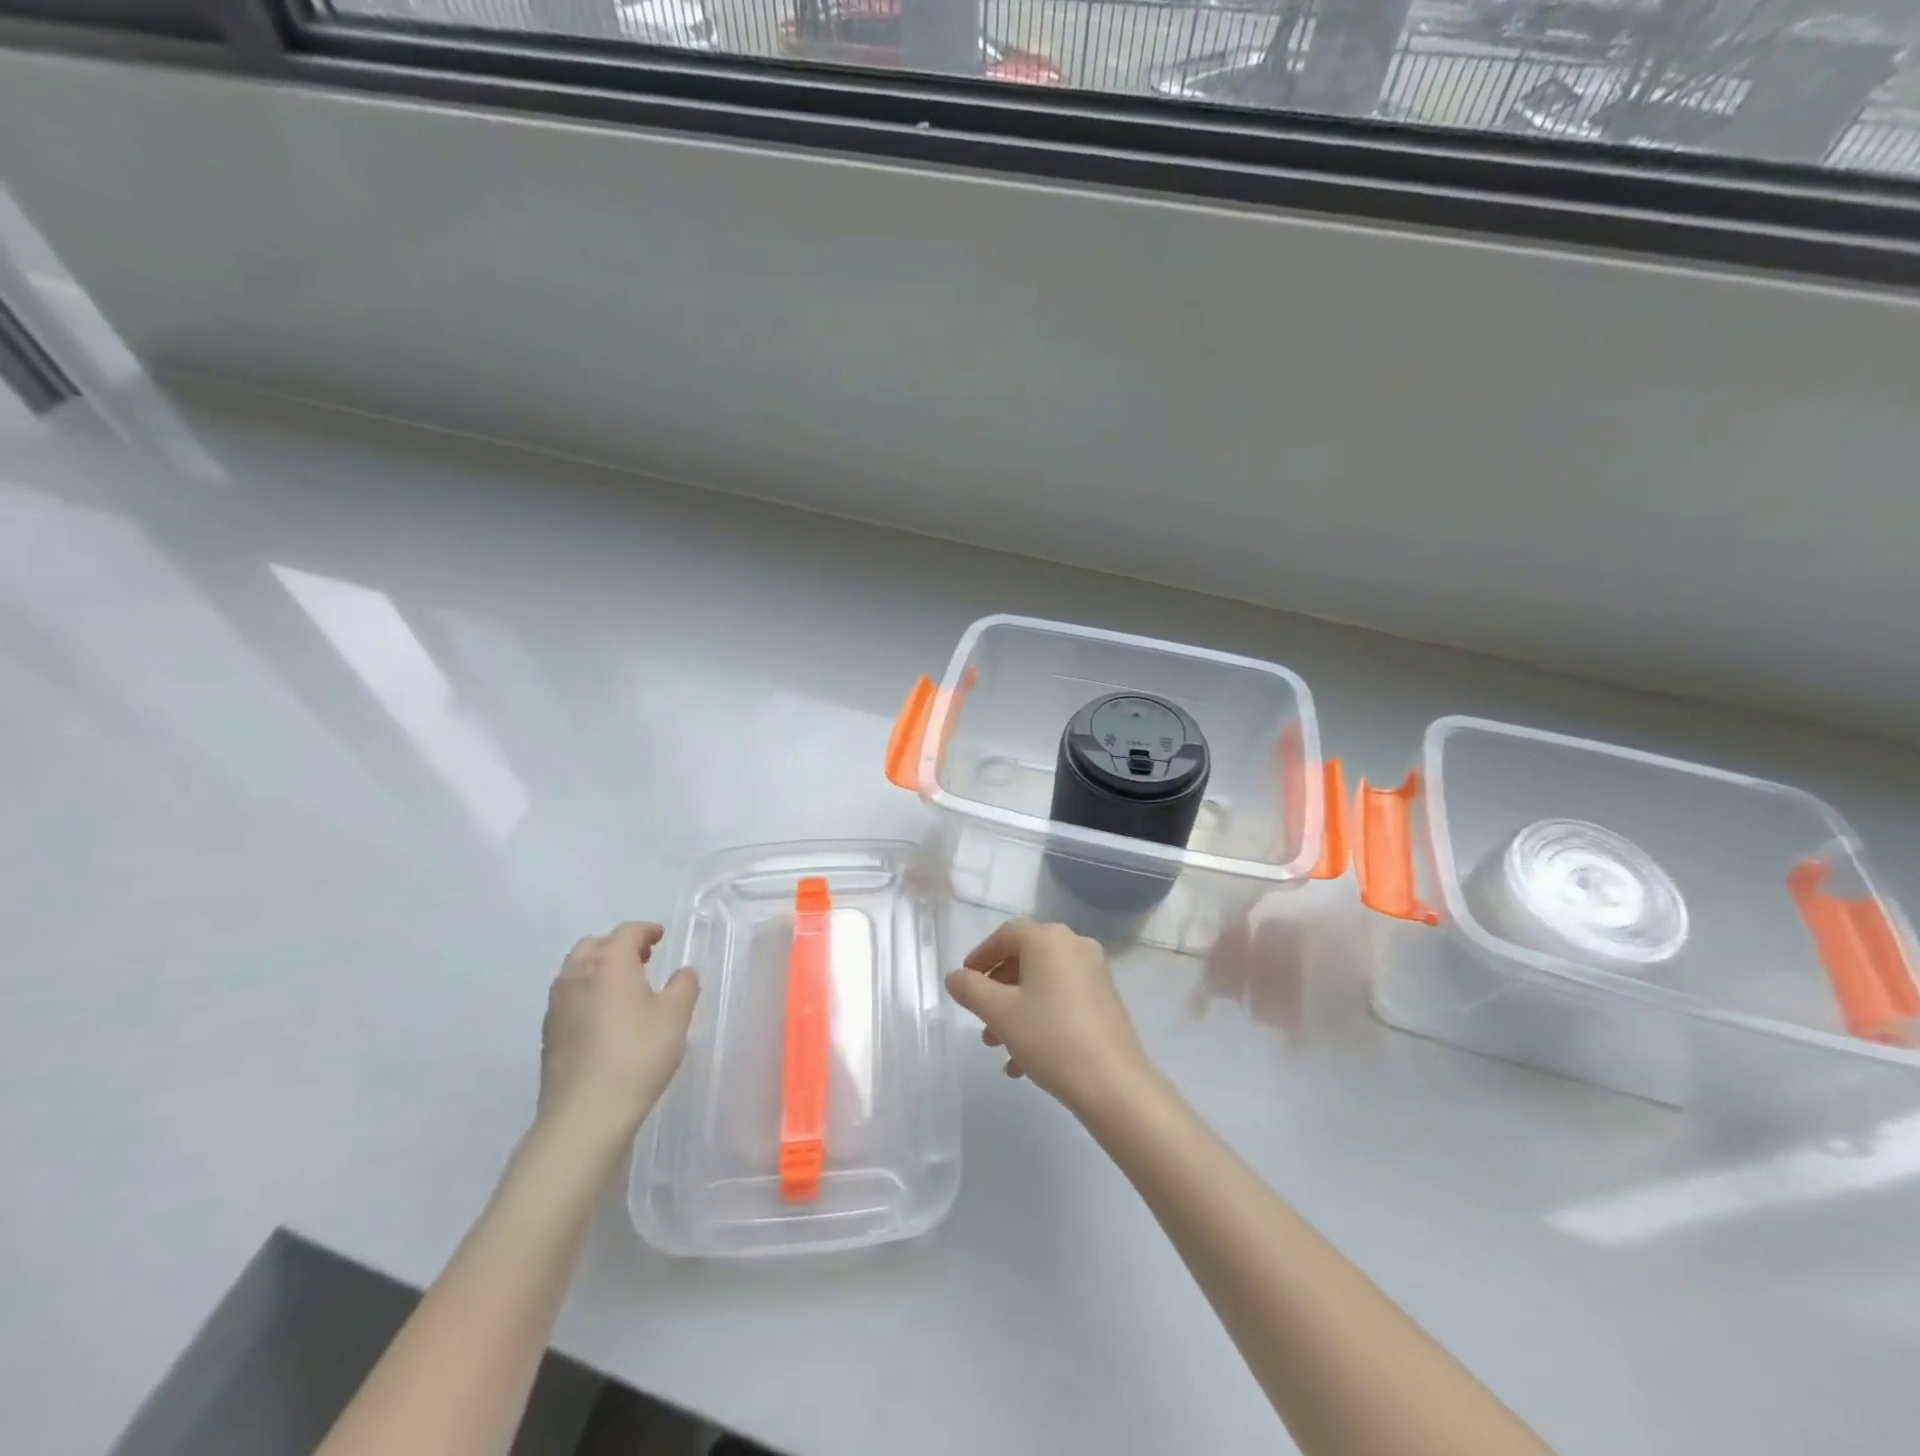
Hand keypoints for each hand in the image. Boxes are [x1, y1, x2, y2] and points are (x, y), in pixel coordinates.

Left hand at [538, 922, 698, 1148]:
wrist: (585, 1113)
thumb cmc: (638, 1053)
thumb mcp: (676, 1015)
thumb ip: (684, 986)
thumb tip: (683, 972)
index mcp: (609, 962)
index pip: (626, 932)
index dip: (646, 930)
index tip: (660, 936)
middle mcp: (577, 975)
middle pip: (594, 945)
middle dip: (618, 946)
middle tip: (643, 958)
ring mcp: (557, 1006)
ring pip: (576, 971)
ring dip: (599, 969)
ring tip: (624, 987)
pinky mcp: (549, 1034)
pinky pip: (569, 998)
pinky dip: (587, 995)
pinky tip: (605, 1018)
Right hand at [945, 919, 1152, 1119]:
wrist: (1113, 1083)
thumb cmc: (1050, 1036)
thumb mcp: (999, 1013)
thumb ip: (971, 989)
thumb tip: (955, 977)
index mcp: (1049, 939)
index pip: (1006, 934)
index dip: (981, 956)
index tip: (965, 981)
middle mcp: (1075, 946)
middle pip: (1025, 959)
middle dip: (997, 990)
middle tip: (980, 1019)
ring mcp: (1094, 973)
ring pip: (1042, 984)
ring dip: (1016, 1010)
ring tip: (997, 1046)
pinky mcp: (1105, 1001)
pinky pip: (1062, 1000)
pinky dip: (1039, 1020)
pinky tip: (1023, 1062)